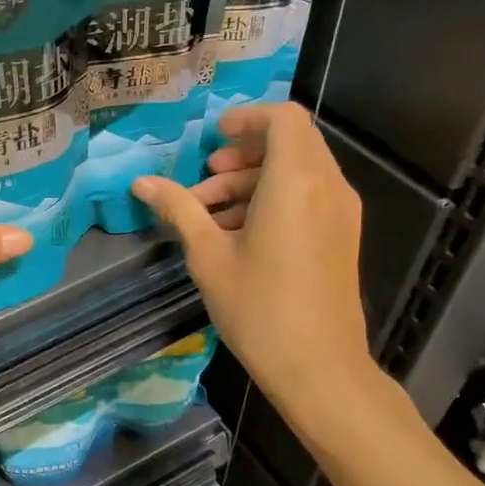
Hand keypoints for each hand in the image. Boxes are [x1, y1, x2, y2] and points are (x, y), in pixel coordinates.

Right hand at [130, 103, 372, 412]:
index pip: (284, 118)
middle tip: (207, 177)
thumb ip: (179, 210)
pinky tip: (239, 234)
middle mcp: (327, 186)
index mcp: (296, 181)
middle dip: (245, 152)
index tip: (213, 138)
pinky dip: (275, 199)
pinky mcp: (342, 236)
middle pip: (291, 142)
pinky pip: (309, 196)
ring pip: (298, 171)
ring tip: (211, 214)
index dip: (247, 118)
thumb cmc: (259, 309)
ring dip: (254, 180)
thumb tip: (141, 183)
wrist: (319, 368)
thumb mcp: (209, 256)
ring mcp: (341, 212)